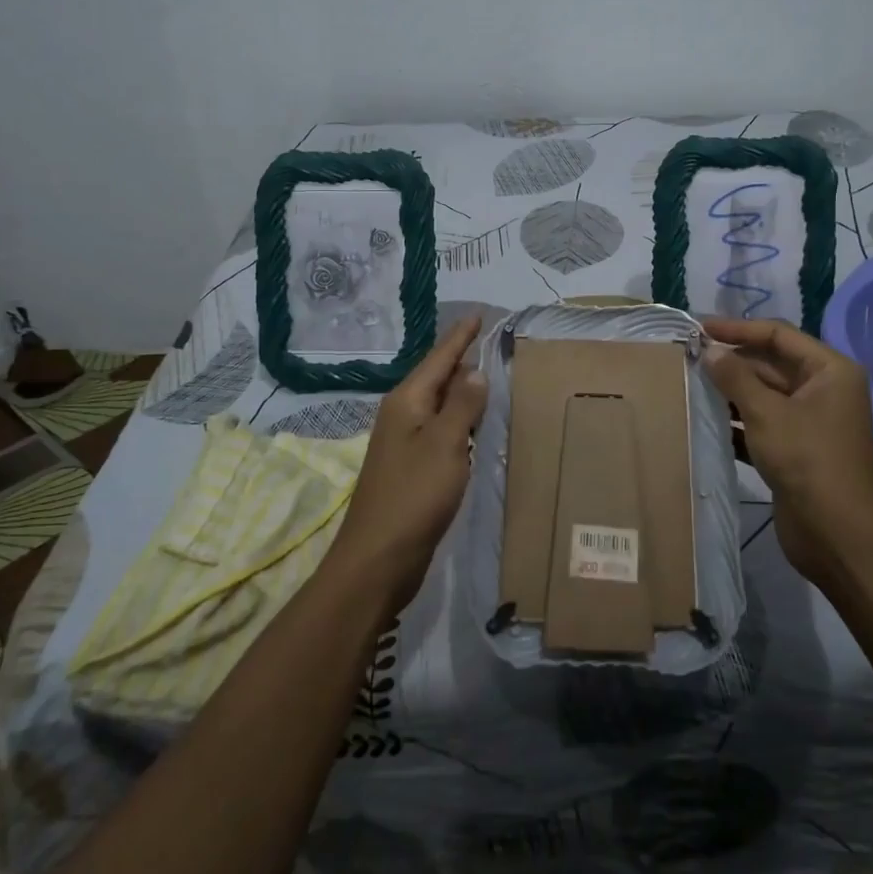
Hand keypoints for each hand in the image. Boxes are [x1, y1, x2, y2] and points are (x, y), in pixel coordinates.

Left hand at [328, 314, 488, 611]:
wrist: (378, 559)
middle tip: (494, 345)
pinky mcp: (413, 469)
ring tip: (491, 379)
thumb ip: (462, 405)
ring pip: (440, 406)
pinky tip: (477, 427)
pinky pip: (442, 432)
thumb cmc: (413, 495)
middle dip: (463, 361)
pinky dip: (461, 423)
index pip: (439, 358)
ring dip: (463, 393)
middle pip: (437, 379)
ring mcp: (405, 444)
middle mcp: (403, 416)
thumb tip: (475, 371)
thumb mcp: (445, 444)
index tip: (478, 314)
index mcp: (406, 402)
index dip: (460, 337)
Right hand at [703, 317, 872, 581]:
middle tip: (688, 358)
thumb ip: (735, 376)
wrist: (837, 534)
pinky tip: (706, 419)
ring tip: (690, 385)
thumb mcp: (766, 412)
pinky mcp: (798, 449)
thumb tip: (710, 350)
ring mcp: (812, 421)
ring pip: (764, 395)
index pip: (778, 335)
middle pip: (771, 364)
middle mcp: (824, 390)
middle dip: (732, 362)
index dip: (737, 329)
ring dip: (731, 391)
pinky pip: (763, 423)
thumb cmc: (806, 460)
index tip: (699, 328)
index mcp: (829, 371)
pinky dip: (738, 420)